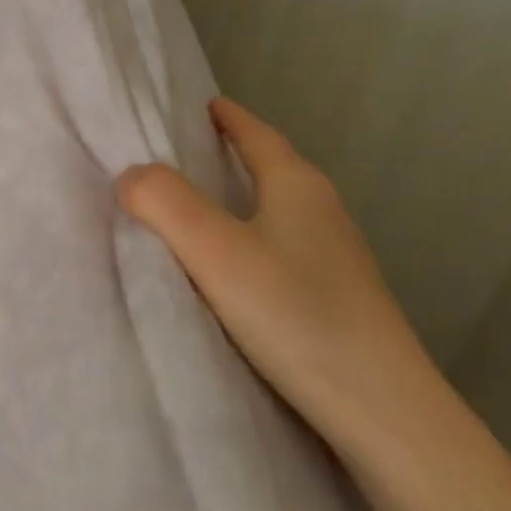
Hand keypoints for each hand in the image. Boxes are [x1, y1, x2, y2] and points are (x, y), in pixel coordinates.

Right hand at [116, 97, 444, 463]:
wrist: (380, 406)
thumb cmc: (294, 313)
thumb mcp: (215, 250)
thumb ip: (164, 203)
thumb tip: (130, 176)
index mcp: (298, 187)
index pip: (259, 136)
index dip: (230, 118)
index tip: (205, 103)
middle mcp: (323, 213)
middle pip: (275, 169)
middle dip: (237, 155)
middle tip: (193, 153)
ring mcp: (337, 258)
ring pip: (281, 212)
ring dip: (246, 200)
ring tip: (206, 208)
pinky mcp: (338, 298)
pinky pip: (285, 248)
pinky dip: (255, 240)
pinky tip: (237, 270)